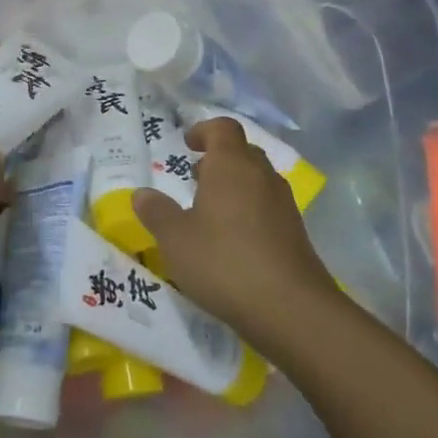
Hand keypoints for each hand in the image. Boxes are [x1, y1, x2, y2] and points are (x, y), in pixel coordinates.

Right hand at [132, 117, 338, 348]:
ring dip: (234, 185)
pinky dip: (249, 210)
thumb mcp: (175, 239)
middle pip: (242, 151)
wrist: (291, 309)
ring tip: (210, 210)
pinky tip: (233, 240)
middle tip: (194, 177)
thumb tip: (141, 193)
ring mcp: (283, 204)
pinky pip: (268, 206)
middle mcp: (262, 176)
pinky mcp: (295, 232)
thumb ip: (156, 212)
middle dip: (218, 158)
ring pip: (257, 180)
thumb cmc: (224, 262)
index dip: (204, 130)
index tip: (187, 144)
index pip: (223, 128)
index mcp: (232, 166)